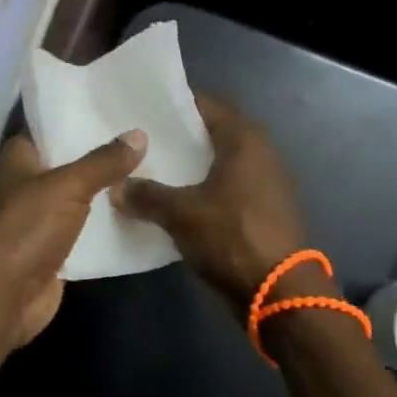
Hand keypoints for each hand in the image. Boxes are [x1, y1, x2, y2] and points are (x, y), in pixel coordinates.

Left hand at [0, 129, 146, 350]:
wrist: (3, 297)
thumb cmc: (25, 228)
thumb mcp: (67, 186)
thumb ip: (103, 161)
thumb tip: (140, 133)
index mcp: (18, 157)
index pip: (51, 126)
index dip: (81, 115)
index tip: (119, 106)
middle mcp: (26, 182)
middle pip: (70, 161)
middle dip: (104, 153)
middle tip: (148, 135)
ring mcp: (39, 217)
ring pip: (80, 195)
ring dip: (109, 189)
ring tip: (154, 167)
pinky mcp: (53, 247)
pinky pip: (85, 227)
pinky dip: (107, 222)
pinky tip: (140, 208)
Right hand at [113, 94, 310, 317]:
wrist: (280, 292)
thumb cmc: (231, 237)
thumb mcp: (180, 214)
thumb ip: (146, 195)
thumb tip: (116, 188)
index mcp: (243, 138)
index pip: (204, 104)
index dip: (173, 105)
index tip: (142, 109)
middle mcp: (260, 151)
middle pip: (212, 132)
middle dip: (179, 136)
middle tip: (141, 140)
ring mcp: (265, 180)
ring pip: (219, 161)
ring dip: (191, 164)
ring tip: (153, 169)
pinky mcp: (264, 207)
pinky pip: (227, 185)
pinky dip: (204, 186)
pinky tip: (177, 199)